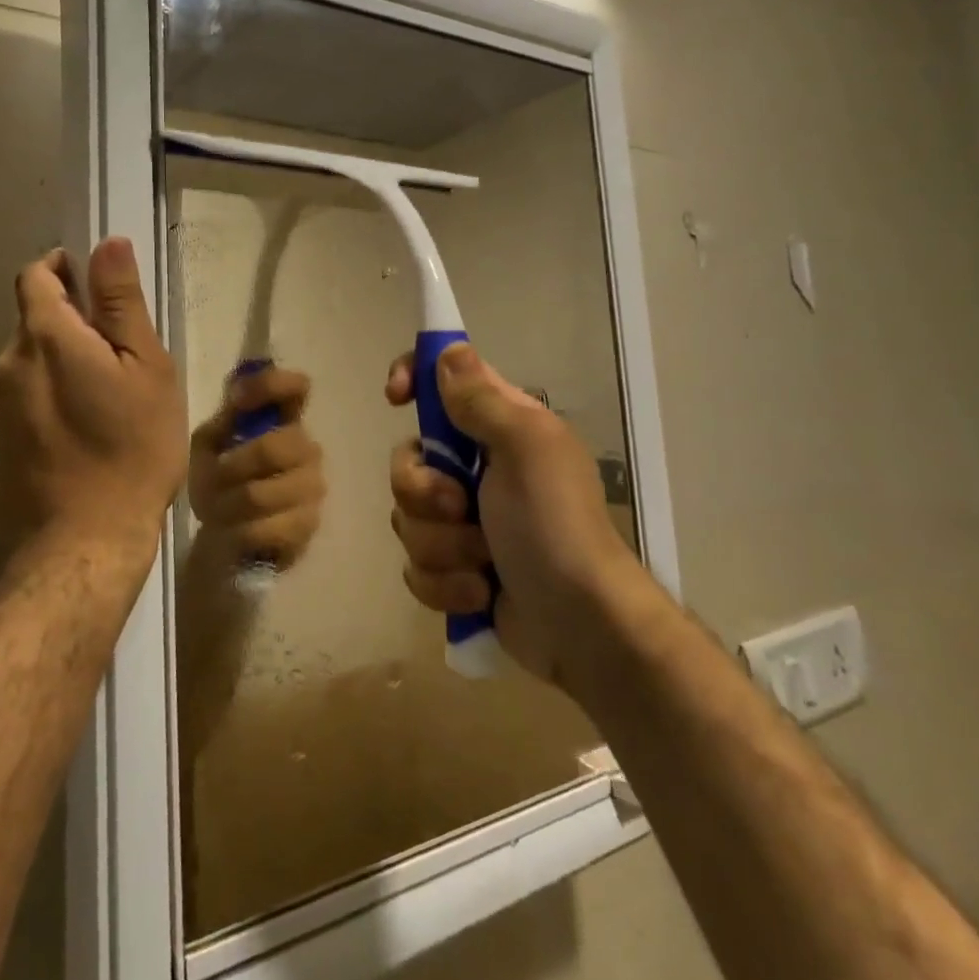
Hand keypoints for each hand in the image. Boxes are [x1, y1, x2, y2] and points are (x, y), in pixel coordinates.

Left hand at [0, 239, 186, 580]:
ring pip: (29, 365)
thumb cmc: (130, 450)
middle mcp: (6, 365)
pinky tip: (81, 435)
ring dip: (60, 365)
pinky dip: (48, 400)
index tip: (98, 288)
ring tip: (105, 401)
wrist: (81, 547)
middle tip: (120, 357)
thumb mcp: (144, 369)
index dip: (64, 269)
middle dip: (71, 324)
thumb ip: (121, 303)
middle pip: (34, 322)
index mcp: (43, 337)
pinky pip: (22, 402)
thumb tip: (106, 242)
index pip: (36, 275)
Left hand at [186, 367, 324, 574]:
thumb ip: (225, 418)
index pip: (297, 388)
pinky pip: (267, 527)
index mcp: (283, 420)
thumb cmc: (219, 481)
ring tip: (217, 510)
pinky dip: (240, 530)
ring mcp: (312, 487)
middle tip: (212, 480)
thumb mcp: (210, 445)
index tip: (237, 399)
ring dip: (229, 504)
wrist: (226, 536)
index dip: (271, 385)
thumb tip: (238, 391)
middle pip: (276, 447)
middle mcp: (306, 448)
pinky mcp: (308, 525)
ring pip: (261, 493)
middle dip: (234, 466)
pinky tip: (235, 530)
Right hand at [385, 342, 626, 680]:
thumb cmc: (556, 525)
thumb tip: (449, 352)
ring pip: (407, 518)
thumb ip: (482, 399)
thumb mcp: (526, 448)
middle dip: (425, 491)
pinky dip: (445, 584)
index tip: (396, 397)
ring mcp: (462, 522)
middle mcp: (474, 468)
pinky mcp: (454, 570)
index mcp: (497, 428)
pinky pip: (416, 566)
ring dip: (443, 546)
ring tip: (483, 564)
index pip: (443, 381)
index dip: (413, 377)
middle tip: (461, 507)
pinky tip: (480, 593)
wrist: (582, 627)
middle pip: (407, 459)